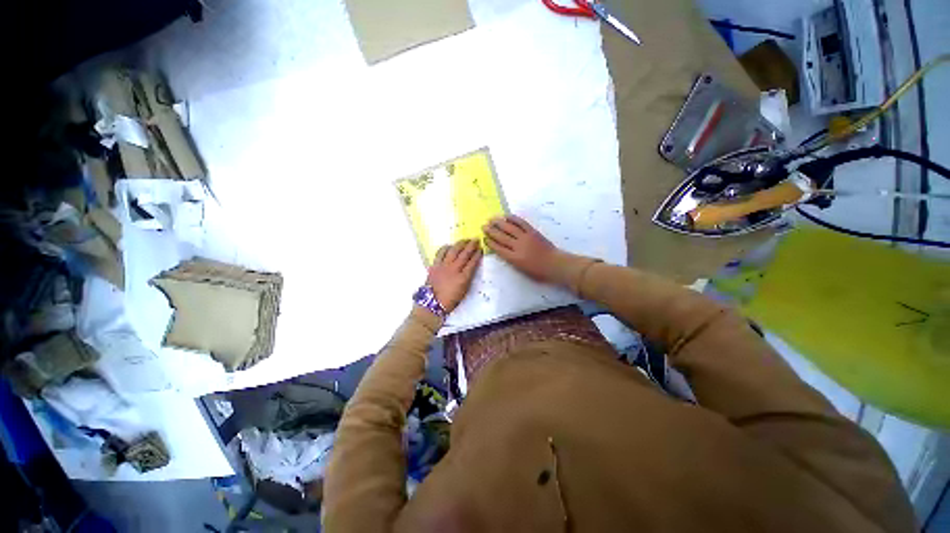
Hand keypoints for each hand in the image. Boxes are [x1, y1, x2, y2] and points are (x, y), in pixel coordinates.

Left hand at [427, 239, 482, 312]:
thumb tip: (470, 267)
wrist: (433, 303)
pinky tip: (449, 246)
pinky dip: (446, 248)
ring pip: (453, 251)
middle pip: (464, 254)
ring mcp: (443, 266)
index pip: (473, 262)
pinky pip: (440, 253)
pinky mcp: (435, 265)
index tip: (481, 249)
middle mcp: (454, 269)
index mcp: (463, 278)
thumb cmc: (450, 300)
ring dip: (460, 244)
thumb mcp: (464, 291)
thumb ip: (468, 278)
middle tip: (476, 240)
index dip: (477, 254)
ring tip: (465, 240)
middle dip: (471, 246)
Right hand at [483, 215, 562, 283]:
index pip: (499, 248)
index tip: (484, 238)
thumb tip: (502, 251)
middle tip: (484, 226)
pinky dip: (513, 218)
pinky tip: (506, 216)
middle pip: (502, 237)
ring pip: (509, 228)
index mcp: (514, 258)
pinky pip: (521, 223)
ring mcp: (526, 237)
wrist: (555, 264)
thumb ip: (511, 260)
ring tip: (491, 219)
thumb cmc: (539, 271)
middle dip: (491, 231)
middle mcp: (518, 246)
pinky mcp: (533, 231)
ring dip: (499, 223)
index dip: (490, 243)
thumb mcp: (522, 270)